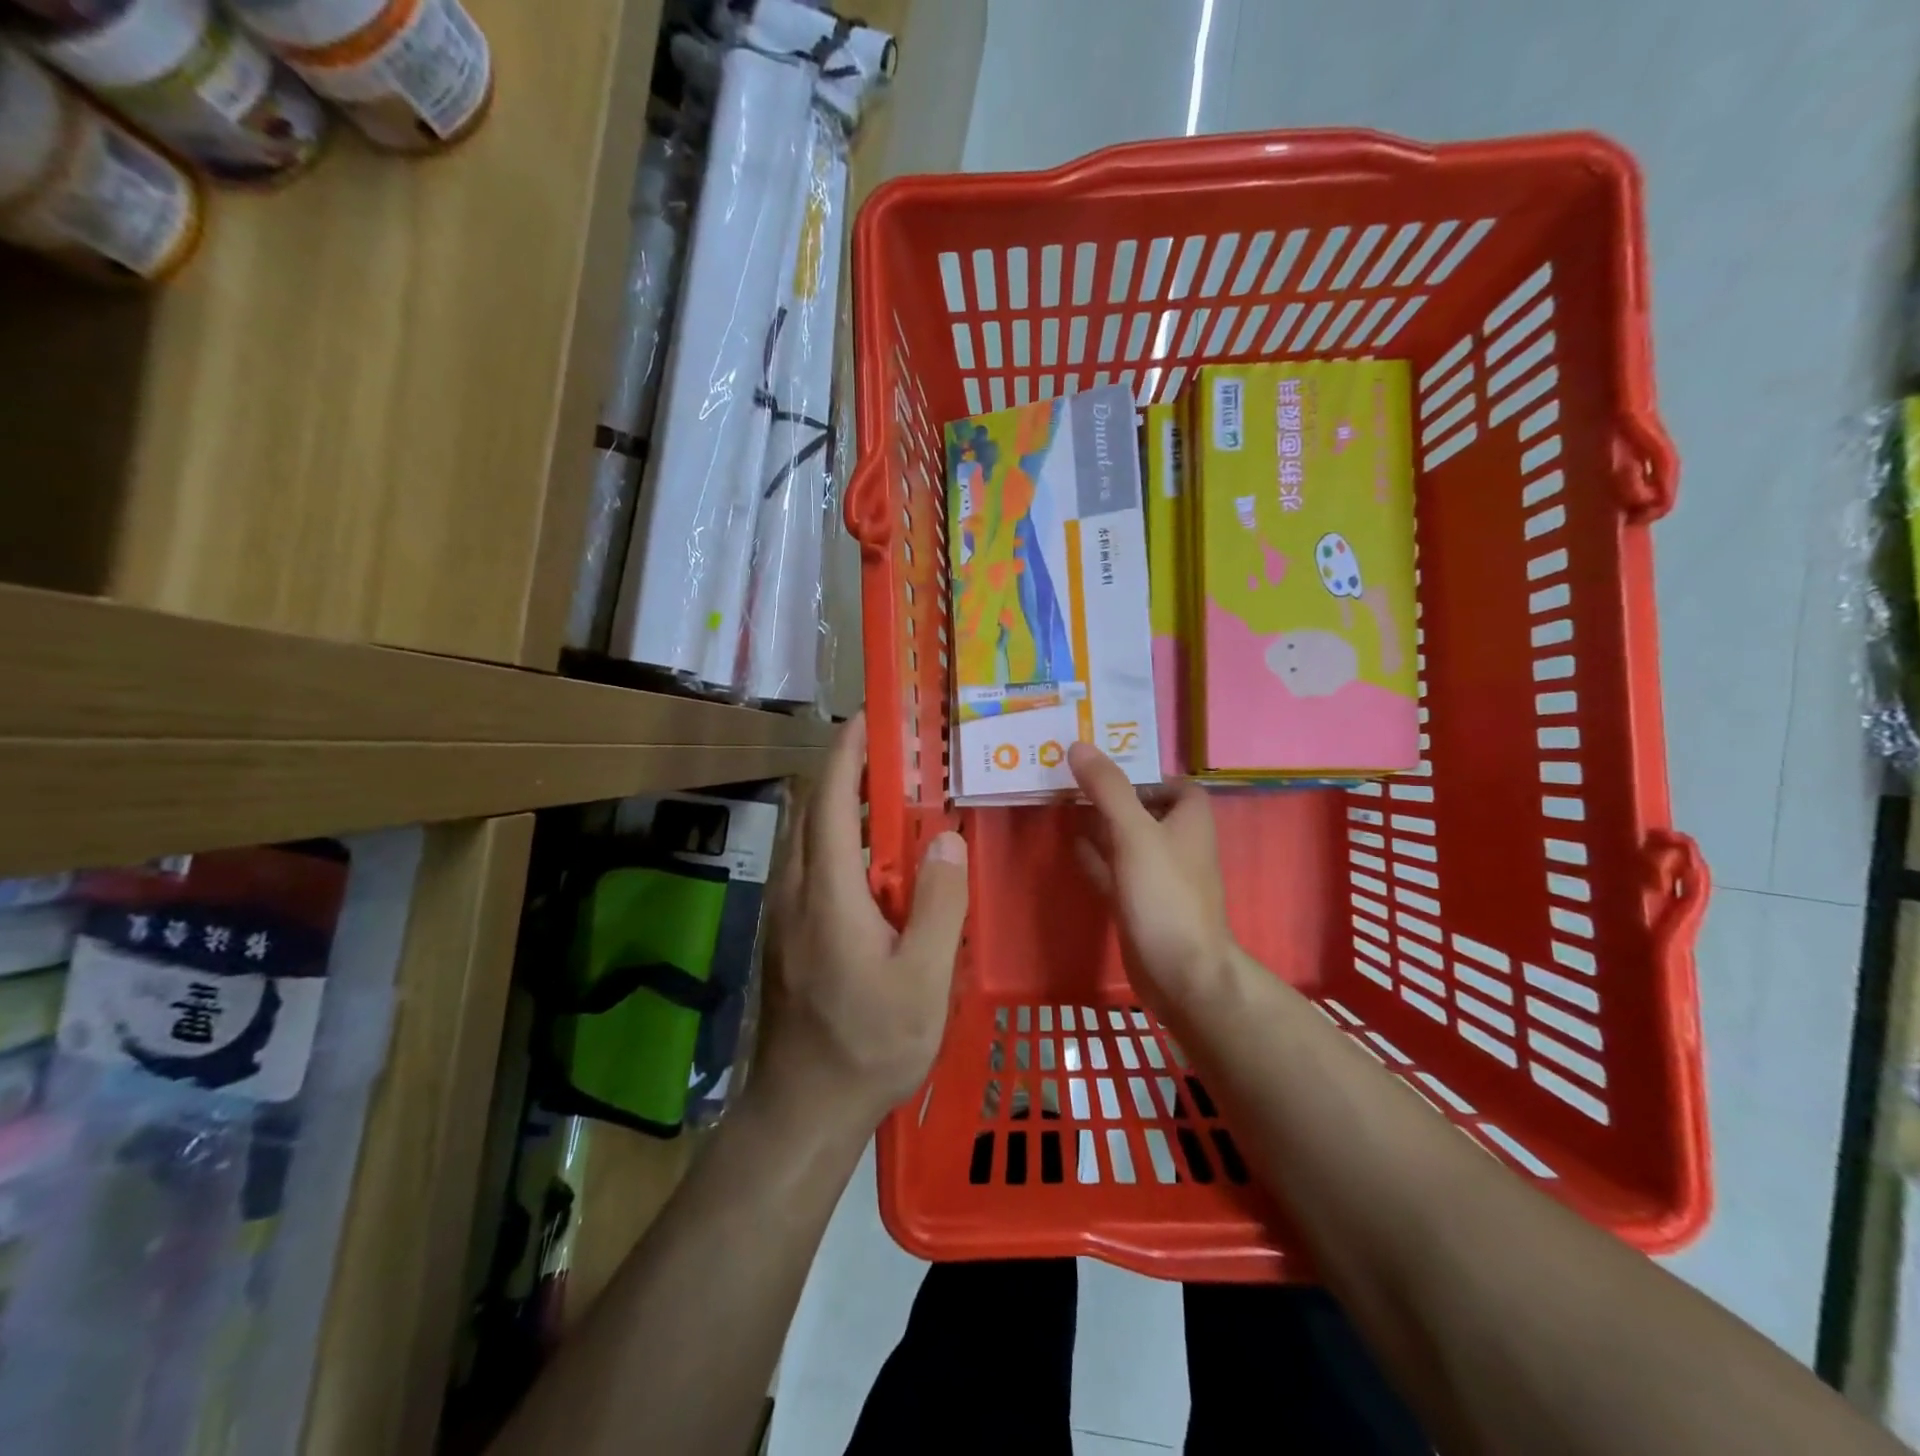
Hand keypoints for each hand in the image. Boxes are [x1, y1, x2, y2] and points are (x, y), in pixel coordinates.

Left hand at [755, 712, 968, 1126]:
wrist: (803, 1111)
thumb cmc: (867, 1046)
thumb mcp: (922, 980)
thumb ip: (938, 903)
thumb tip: (945, 837)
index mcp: (827, 892)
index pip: (829, 799)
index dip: (847, 752)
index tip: (869, 716)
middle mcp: (796, 891)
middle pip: (814, 810)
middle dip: (848, 772)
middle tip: (899, 756)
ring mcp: (786, 915)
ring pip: (810, 839)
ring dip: (845, 809)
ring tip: (897, 805)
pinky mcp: (789, 936)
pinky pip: (814, 869)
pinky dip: (842, 845)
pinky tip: (881, 871)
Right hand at [1069, 743, 1232, 1007]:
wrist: (1180, 973)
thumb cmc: (1165, 894)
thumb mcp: (1135, 832)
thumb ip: (1108, 789)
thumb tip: (1079, 745)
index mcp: (1189, 821)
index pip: (1176, 784)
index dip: (1147, 773)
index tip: (1107, 765)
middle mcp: (1177, 845)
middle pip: (1145, 809)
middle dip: (1113, 794)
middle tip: (1072, 778)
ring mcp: (1157, 877)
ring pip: (1127, 840)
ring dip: (1101, 823)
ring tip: (1063, 803)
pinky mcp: (1140, 904)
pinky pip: (1115, 870)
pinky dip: (1096, 856)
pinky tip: (1071, 845)